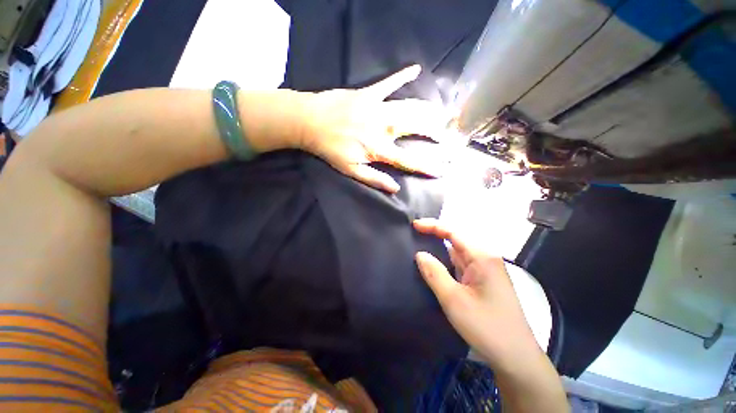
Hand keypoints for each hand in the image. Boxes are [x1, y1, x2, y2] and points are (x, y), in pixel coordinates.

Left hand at [297, 65, 447, 192]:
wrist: (310, 122)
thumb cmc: (330, 149)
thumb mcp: (351, 170)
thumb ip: (374, 179)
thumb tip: (395, 188)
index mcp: (378, 149)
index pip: (408, 160)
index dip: (426, 167)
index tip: (441, 170)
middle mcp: (383, 127)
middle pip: (415, 128)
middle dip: (433, 131)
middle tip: (444, 134)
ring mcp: (377, 108)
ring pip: (409, 107)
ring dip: (426, 110)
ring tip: (440, 112)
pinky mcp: (368, 93)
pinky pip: (388, 83)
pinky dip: (402, 76)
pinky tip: (415, 69)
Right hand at [412, 218, 540, 364]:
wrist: (515, 357)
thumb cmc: (486, 326)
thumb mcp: (454, 299)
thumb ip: (434, 273)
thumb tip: (419, 254)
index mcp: (482, 257)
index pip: (453, 232)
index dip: (432, 226)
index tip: (414, 225)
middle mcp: (485, 259)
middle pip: (455, 240)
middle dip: (434, 236)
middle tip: (413, 235)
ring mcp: (484, 271)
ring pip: (457, 254)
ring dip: (439, 250)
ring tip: (418, 247)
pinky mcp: (482, 281)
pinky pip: (460, 266)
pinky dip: (445, 263)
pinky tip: (433, 266)